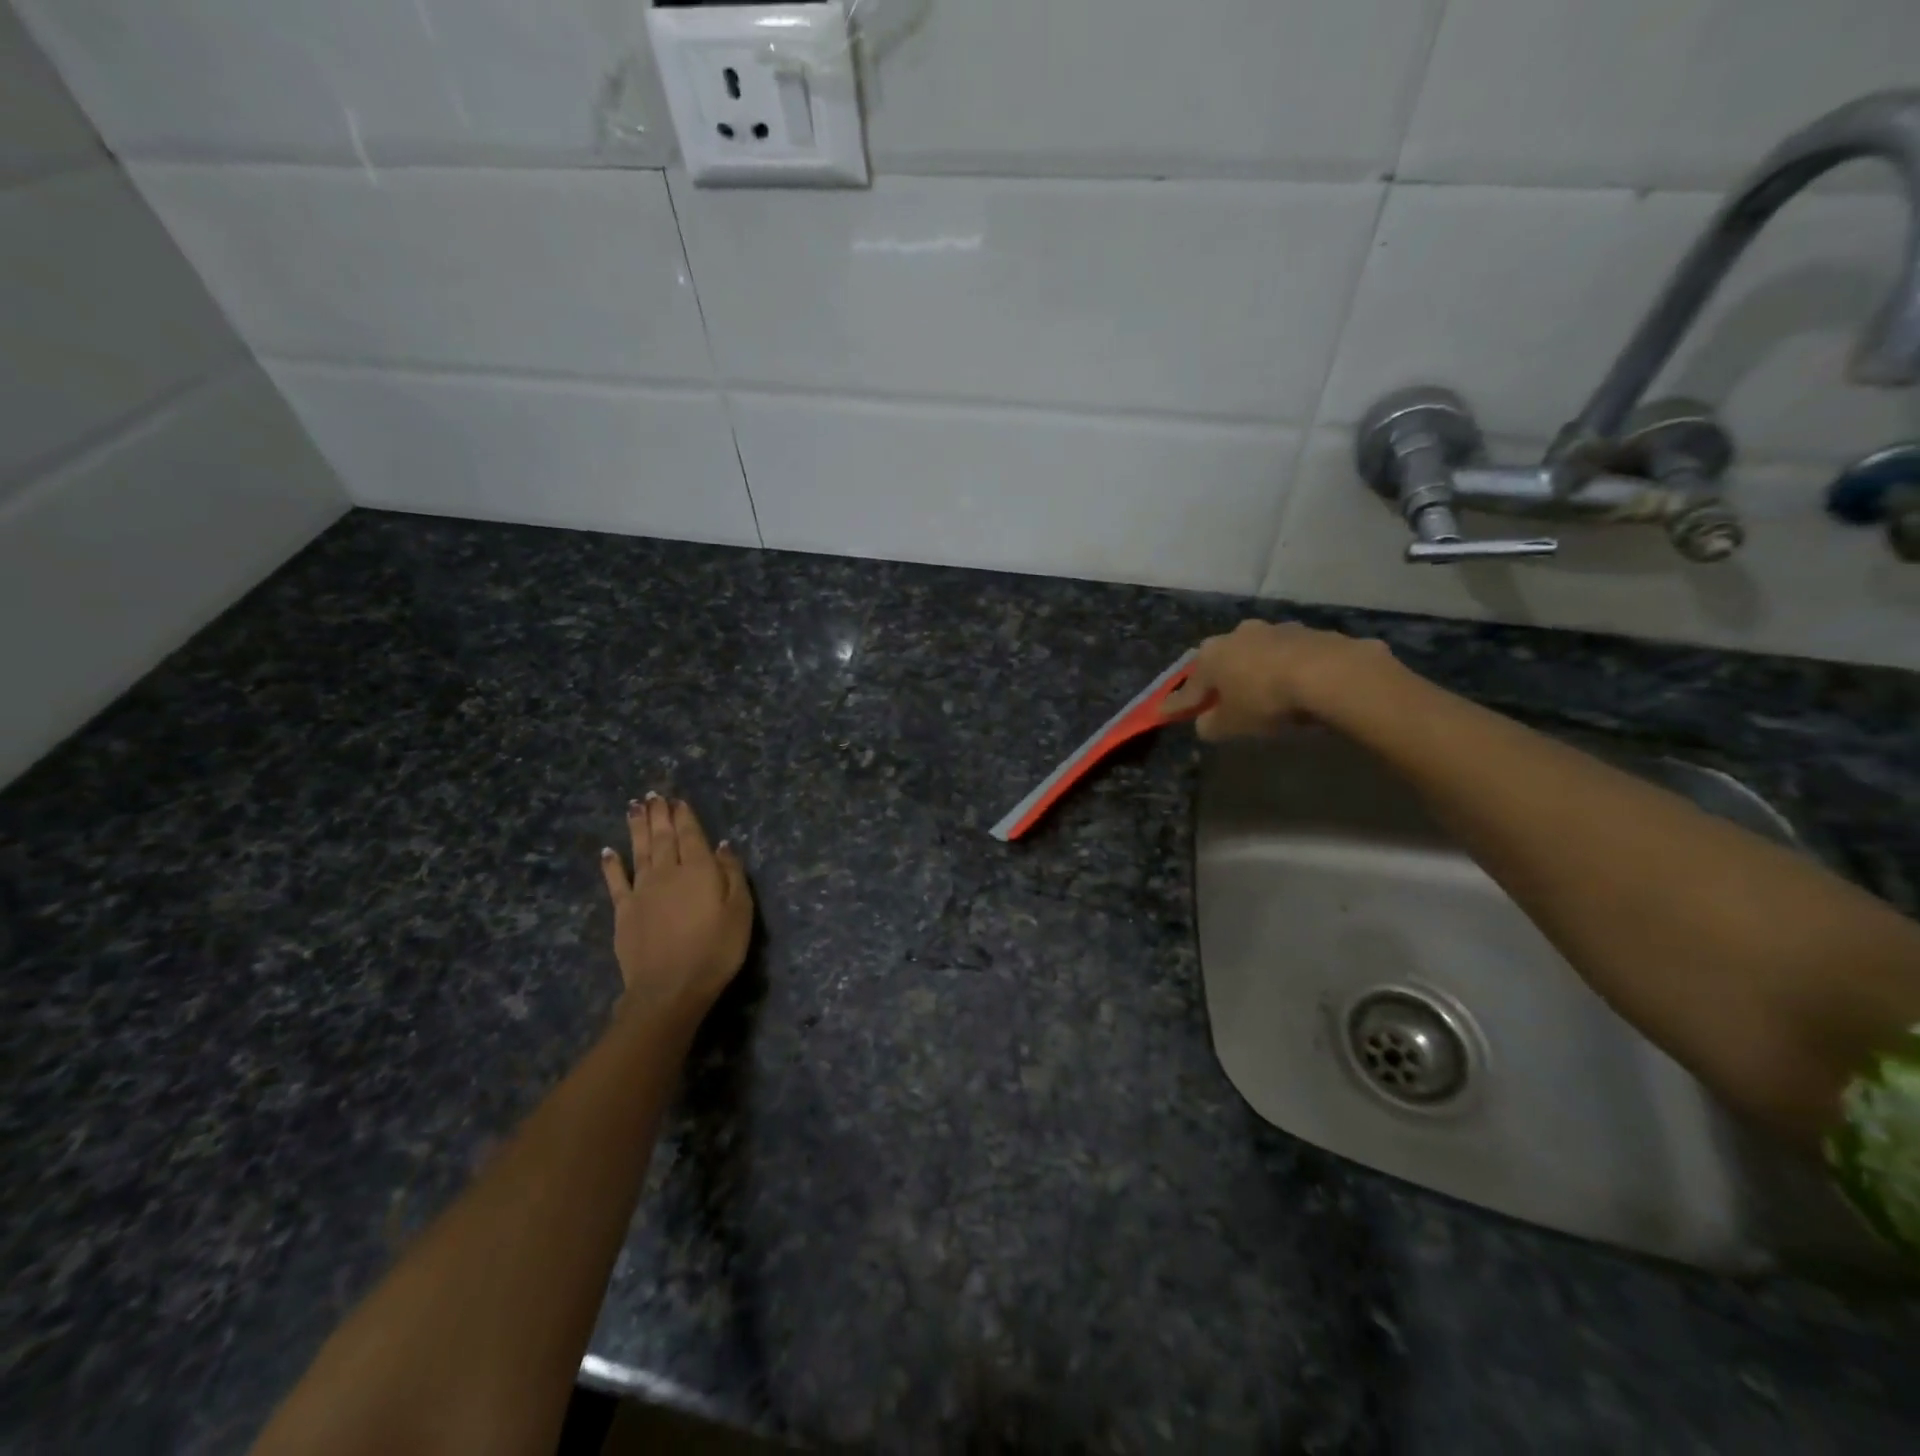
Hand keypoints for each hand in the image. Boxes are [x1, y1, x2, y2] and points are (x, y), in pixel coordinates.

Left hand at [600, 794, 752, 1024]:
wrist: (670, 988)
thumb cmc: (716, 950)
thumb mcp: (740, 911)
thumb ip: (732, 874)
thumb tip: (722, 845)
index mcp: (699, 870)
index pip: (691, 835)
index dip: (684, 816)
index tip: (677, 800)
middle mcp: (668, 872)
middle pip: (663, 837)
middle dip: (659, 814)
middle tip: (653, 795)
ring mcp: (642, 891)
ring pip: (639, 851)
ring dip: (637, 828)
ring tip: (634, 807)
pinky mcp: (624, 912)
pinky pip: (616, 881)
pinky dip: (611, 864)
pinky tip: (608, 851)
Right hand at [1160, 619, 1393, 739]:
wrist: (1329, 674)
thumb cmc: (1265, 700)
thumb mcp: (1230, 725)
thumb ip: (1211, 725)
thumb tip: (1206, 722)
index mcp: (1211, 655)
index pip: (1189, 685)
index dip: (1179, 703)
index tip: (1165, 712)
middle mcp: (1238, 634)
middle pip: (1223, 660)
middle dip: (1220, 677)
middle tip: (1220, 697)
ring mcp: (1276, 630)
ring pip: (1258, 653)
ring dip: (1256, 669)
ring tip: (1263, 691)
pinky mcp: (1310, 634)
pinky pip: (1290, 656)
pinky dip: (1288, 670)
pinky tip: (1296, 686)